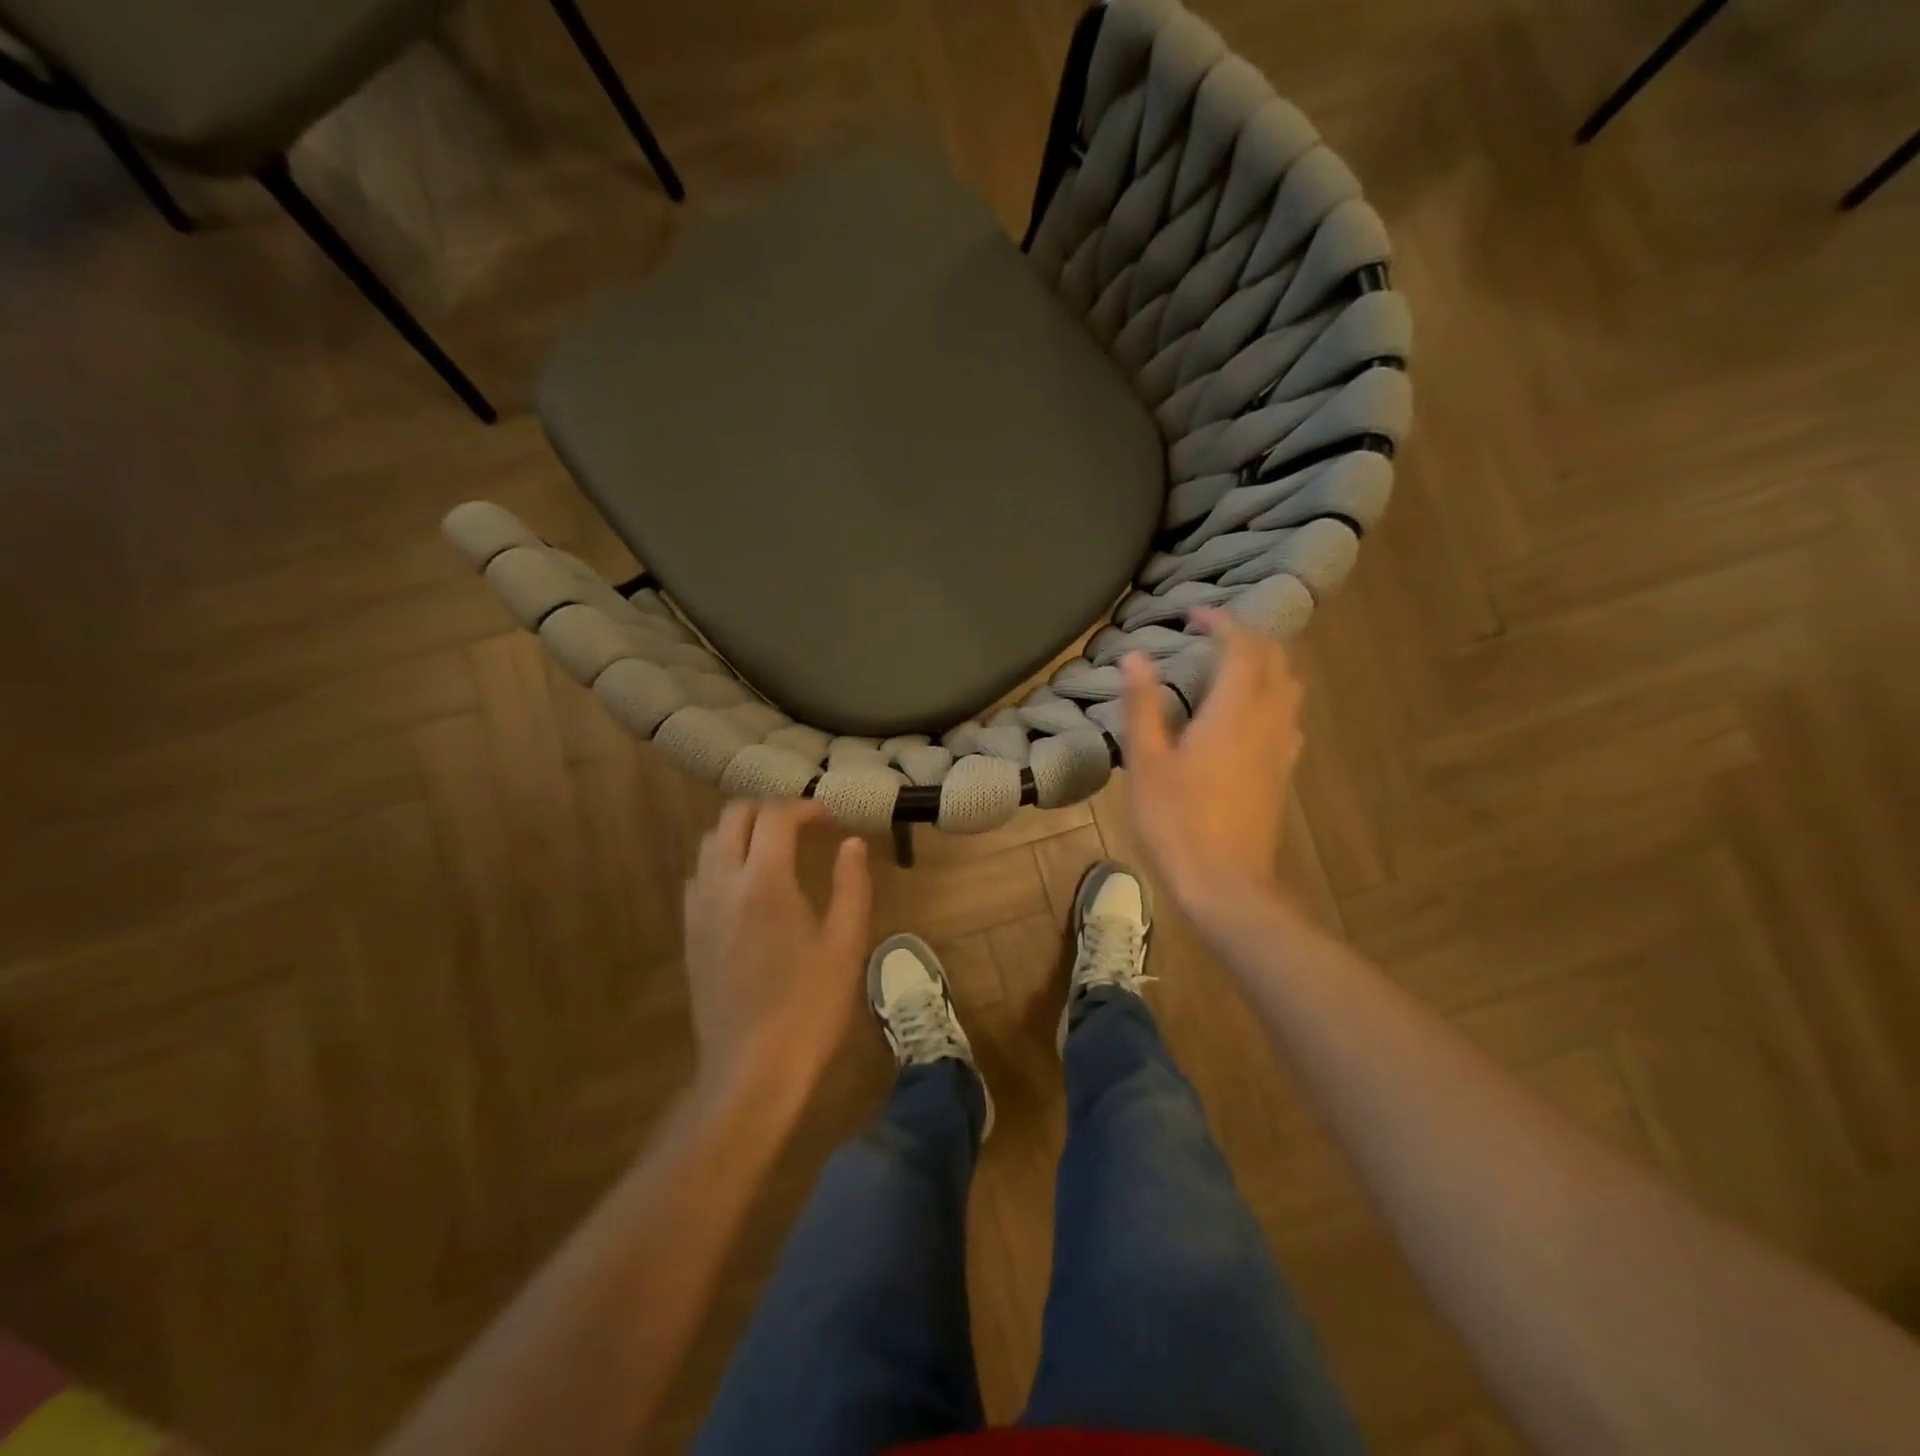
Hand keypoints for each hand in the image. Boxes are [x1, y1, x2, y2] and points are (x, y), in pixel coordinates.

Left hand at [681, 801, 870, 1109]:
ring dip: (743, 832)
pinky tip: (748, 887)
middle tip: (803, 827)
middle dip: (769, 810)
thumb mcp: (846, 945)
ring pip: (710, 843)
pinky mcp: (690, 933)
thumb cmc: (809, 1007)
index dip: (805, 807)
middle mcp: (723, 884)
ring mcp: (699, 909)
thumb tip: (852, 843)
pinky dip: (723, 861)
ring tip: (776, 849)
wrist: (751, 1070)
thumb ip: (851, 885)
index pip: (775, 816)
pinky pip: (699, 875)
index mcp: (764, 882)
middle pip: (734, 817)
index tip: (830, 820)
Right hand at [1121, 607, 1304, 912]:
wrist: (1226, 884)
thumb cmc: (1177, 821)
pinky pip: (1288, 717)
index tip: (1194, 616)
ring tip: (1229, 669)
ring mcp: (1282, 748)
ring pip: (1288, 687)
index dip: (1221, 623)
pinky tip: (1246, 716)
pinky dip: (1271, 697)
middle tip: (1211, 637)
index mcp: (1234, 711)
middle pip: (1274, 660)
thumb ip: (1143, 706)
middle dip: (1247, 638)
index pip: (1242, 647)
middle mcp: (1268, 720)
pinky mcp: (1283, 772)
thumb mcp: (1147, 762)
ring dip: (1264, 666)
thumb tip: (1136, 657)